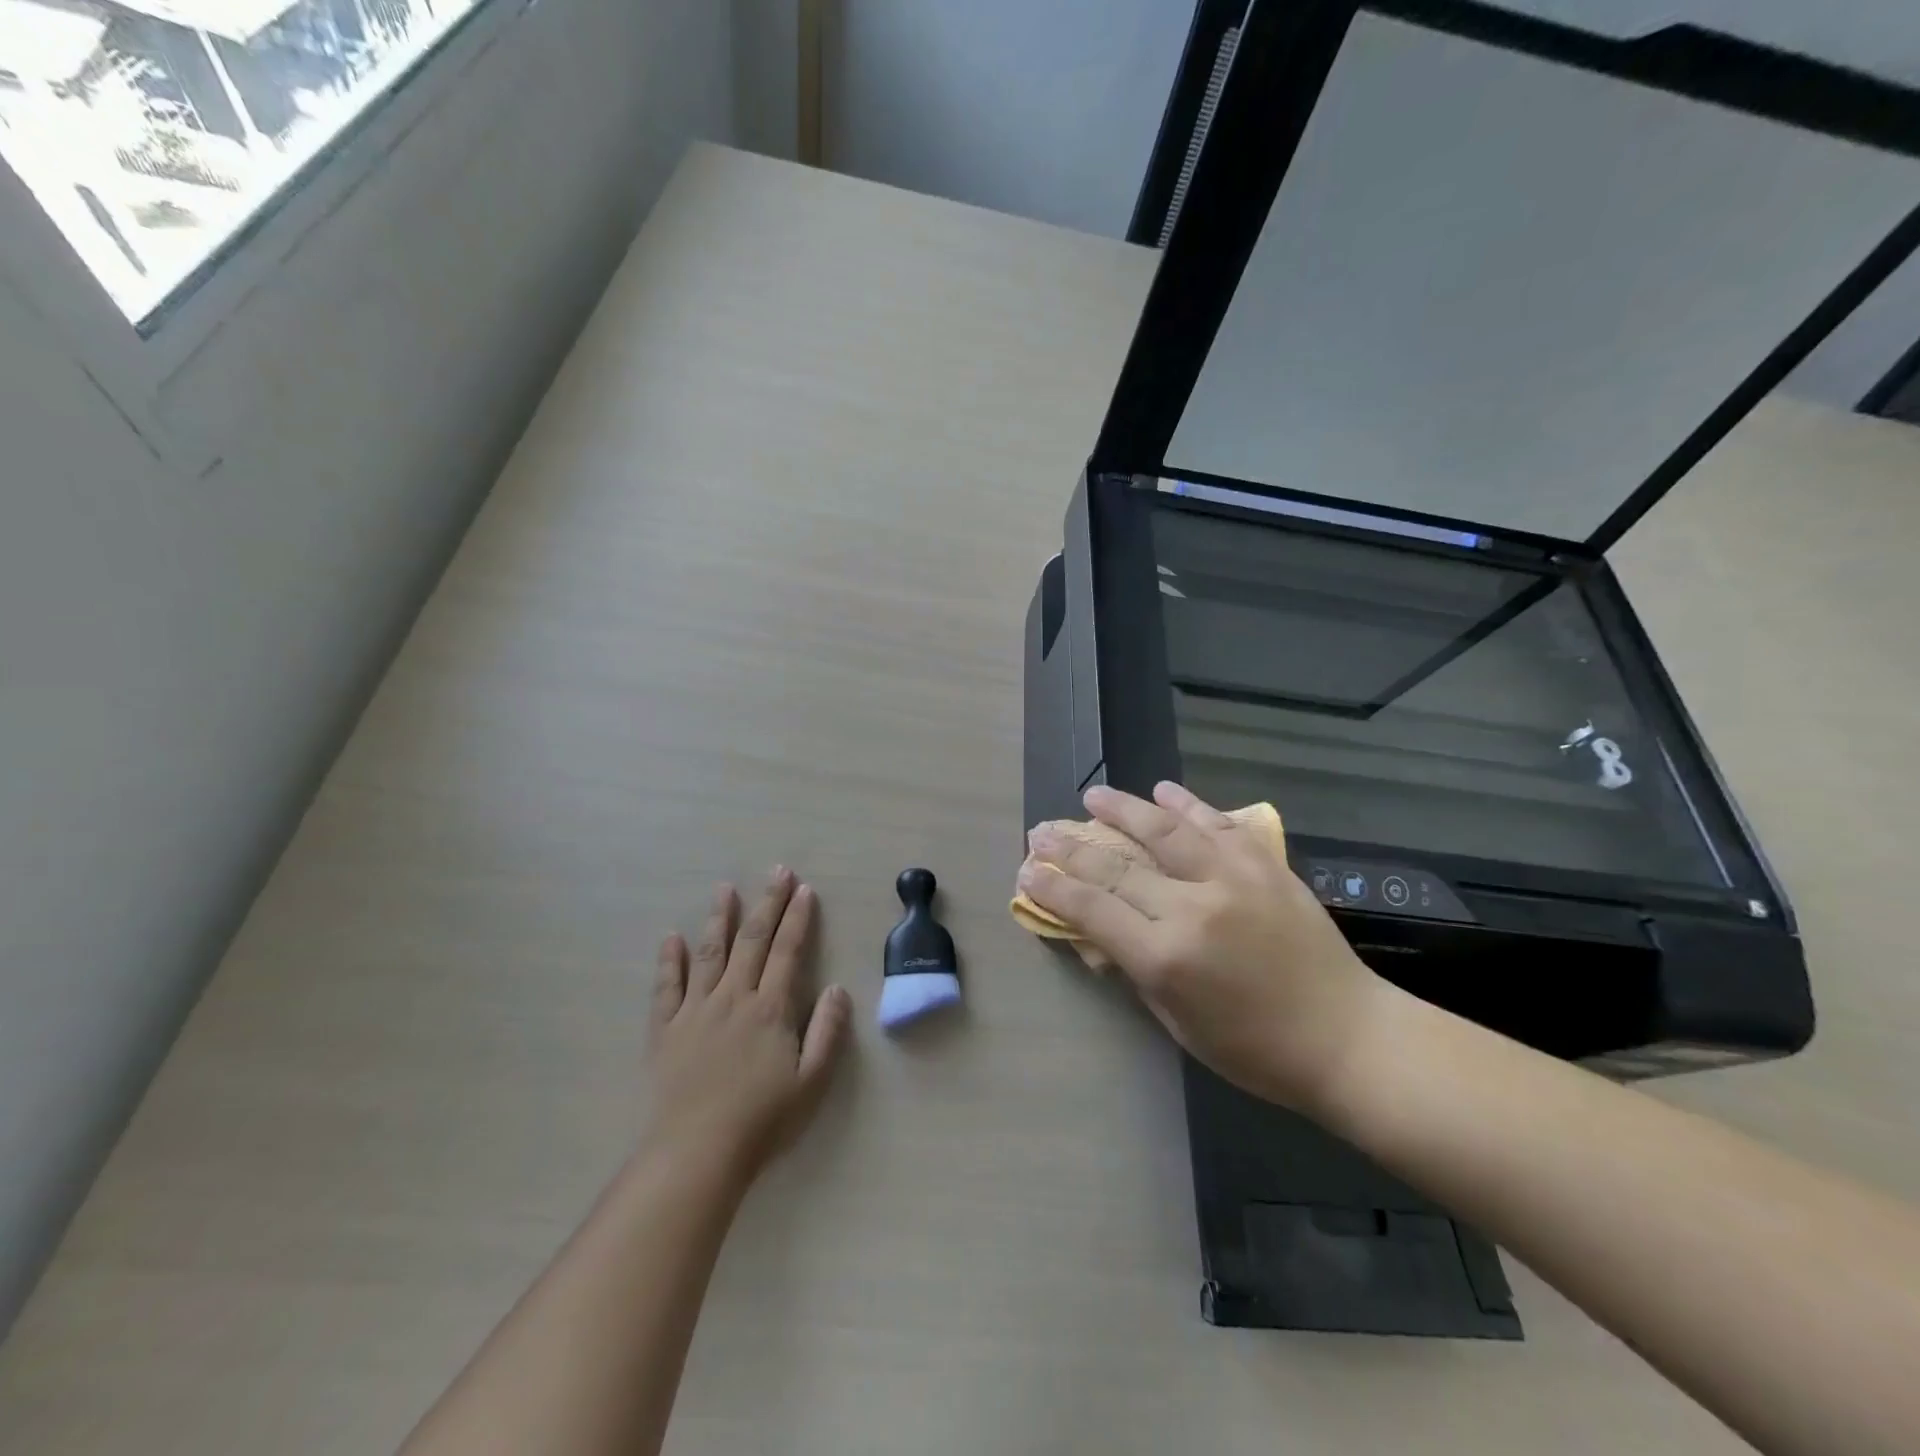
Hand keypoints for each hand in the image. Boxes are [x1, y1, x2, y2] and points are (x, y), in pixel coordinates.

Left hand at [640, 868, 851, 1184]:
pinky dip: (669, 960)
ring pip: (710, 953)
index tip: (804, 890)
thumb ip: (827, 1031)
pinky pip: (666, 987)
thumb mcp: (811, 1082)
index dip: (798, 918)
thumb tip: (839, 988)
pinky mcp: (665, 1030)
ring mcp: (695, 1010)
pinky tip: (672, 938)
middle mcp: (733, 997)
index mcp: (770, 1008)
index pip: (788, 951)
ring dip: (719, 918)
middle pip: (752, 940)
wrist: (696, 1154)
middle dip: (767, 903)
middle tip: (776, 871)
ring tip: (725, 888)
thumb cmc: (761, 1120)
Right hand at [1020, 783, 1382, 1113]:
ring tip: (1094, 795)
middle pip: (1116, 867)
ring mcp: (1232, 879)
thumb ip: (1135, 971)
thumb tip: (1099, 934)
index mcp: (1165, 957)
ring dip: (1124, 808)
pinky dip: (1188, 805)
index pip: (1092, 909)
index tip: (1028, 870)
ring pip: (1164, 831)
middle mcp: (1192, 907)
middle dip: (1071, 848)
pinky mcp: (1265, 866)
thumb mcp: (1177, 1022)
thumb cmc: (1254, 1049)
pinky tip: (1163, 791)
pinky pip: (1219, 825)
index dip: (1053, 887)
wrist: (1347, 1037)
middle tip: (1042, 831)